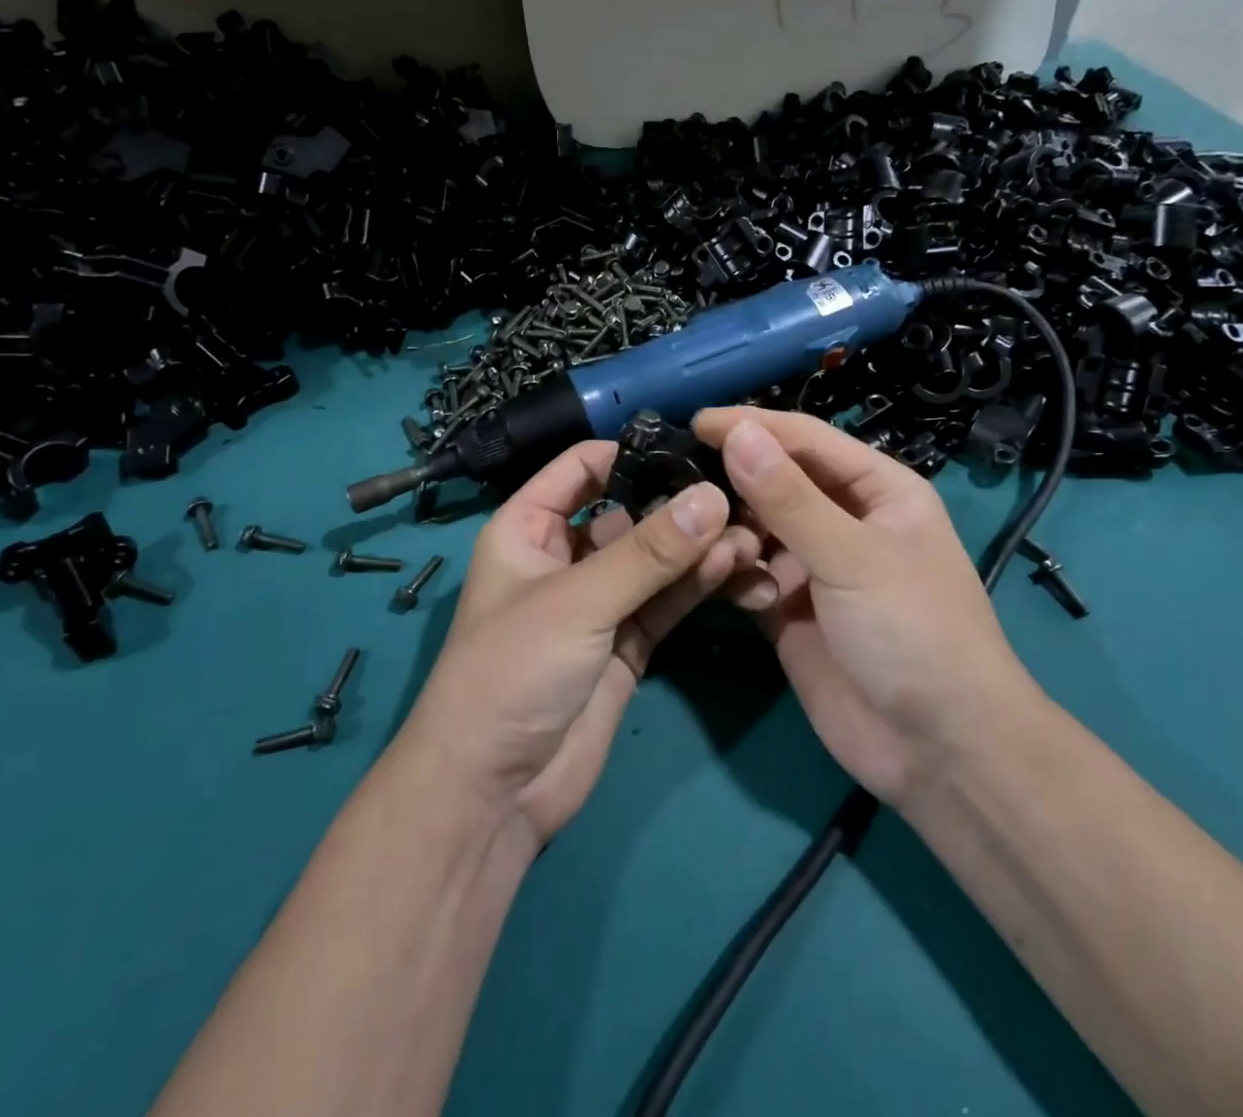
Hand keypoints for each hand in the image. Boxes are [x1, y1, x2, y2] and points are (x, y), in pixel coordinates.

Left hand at [399, 441, 761, 844]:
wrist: (492, 795)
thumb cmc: (511, 672)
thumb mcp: (578, 601)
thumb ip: (649, 552)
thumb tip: (712, 495)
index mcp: (529, 528)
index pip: (582, 468)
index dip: (631, 453)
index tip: (693, 448)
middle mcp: (566, 557)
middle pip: (631, 513)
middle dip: (681, 506)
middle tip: (740, 497)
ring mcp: (601, 602)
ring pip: (658, 560)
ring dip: (700, 548)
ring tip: (750, 538)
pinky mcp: (629, 643)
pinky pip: (669, 601)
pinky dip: (701, 585)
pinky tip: (738, 569)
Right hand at [693, 408, 1034, 807]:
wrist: (940, 751)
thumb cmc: (913, 631)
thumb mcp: (853, 556)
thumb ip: (789, 496)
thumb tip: (737, 432)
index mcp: (877, 490)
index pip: (806, 440)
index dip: (754, 427)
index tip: (695, 423)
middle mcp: (844, 521)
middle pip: (777, 482)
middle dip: (735, 482)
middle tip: (680, 482)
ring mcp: (815, 568)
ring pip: (757, 530)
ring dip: (733, 533)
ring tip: (706, 540)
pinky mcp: (789, 611)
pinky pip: (749, 577)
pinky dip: (736, 576)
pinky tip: (733, 588)